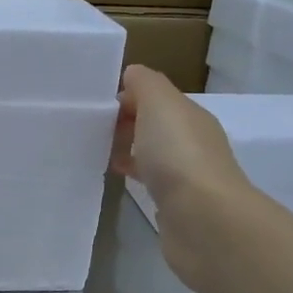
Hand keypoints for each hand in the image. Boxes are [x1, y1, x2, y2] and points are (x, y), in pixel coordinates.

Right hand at [112, 66, 251, 282]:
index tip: (95, 108)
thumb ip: (146, 84)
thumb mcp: (160, 105)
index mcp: (190, 116)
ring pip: (152, 153)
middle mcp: (192, 142)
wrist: (203, 218)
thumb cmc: (178, 155)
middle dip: (125, 122)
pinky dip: (134, 174)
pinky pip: (150, 180)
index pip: (157, 98)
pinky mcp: (176, 204)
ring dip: (128, 149)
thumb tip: (132, 74)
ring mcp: (186, 175)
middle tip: (90, 130)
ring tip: (95, 152)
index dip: (127, 97)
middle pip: (155, 125)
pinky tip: (116, 178)